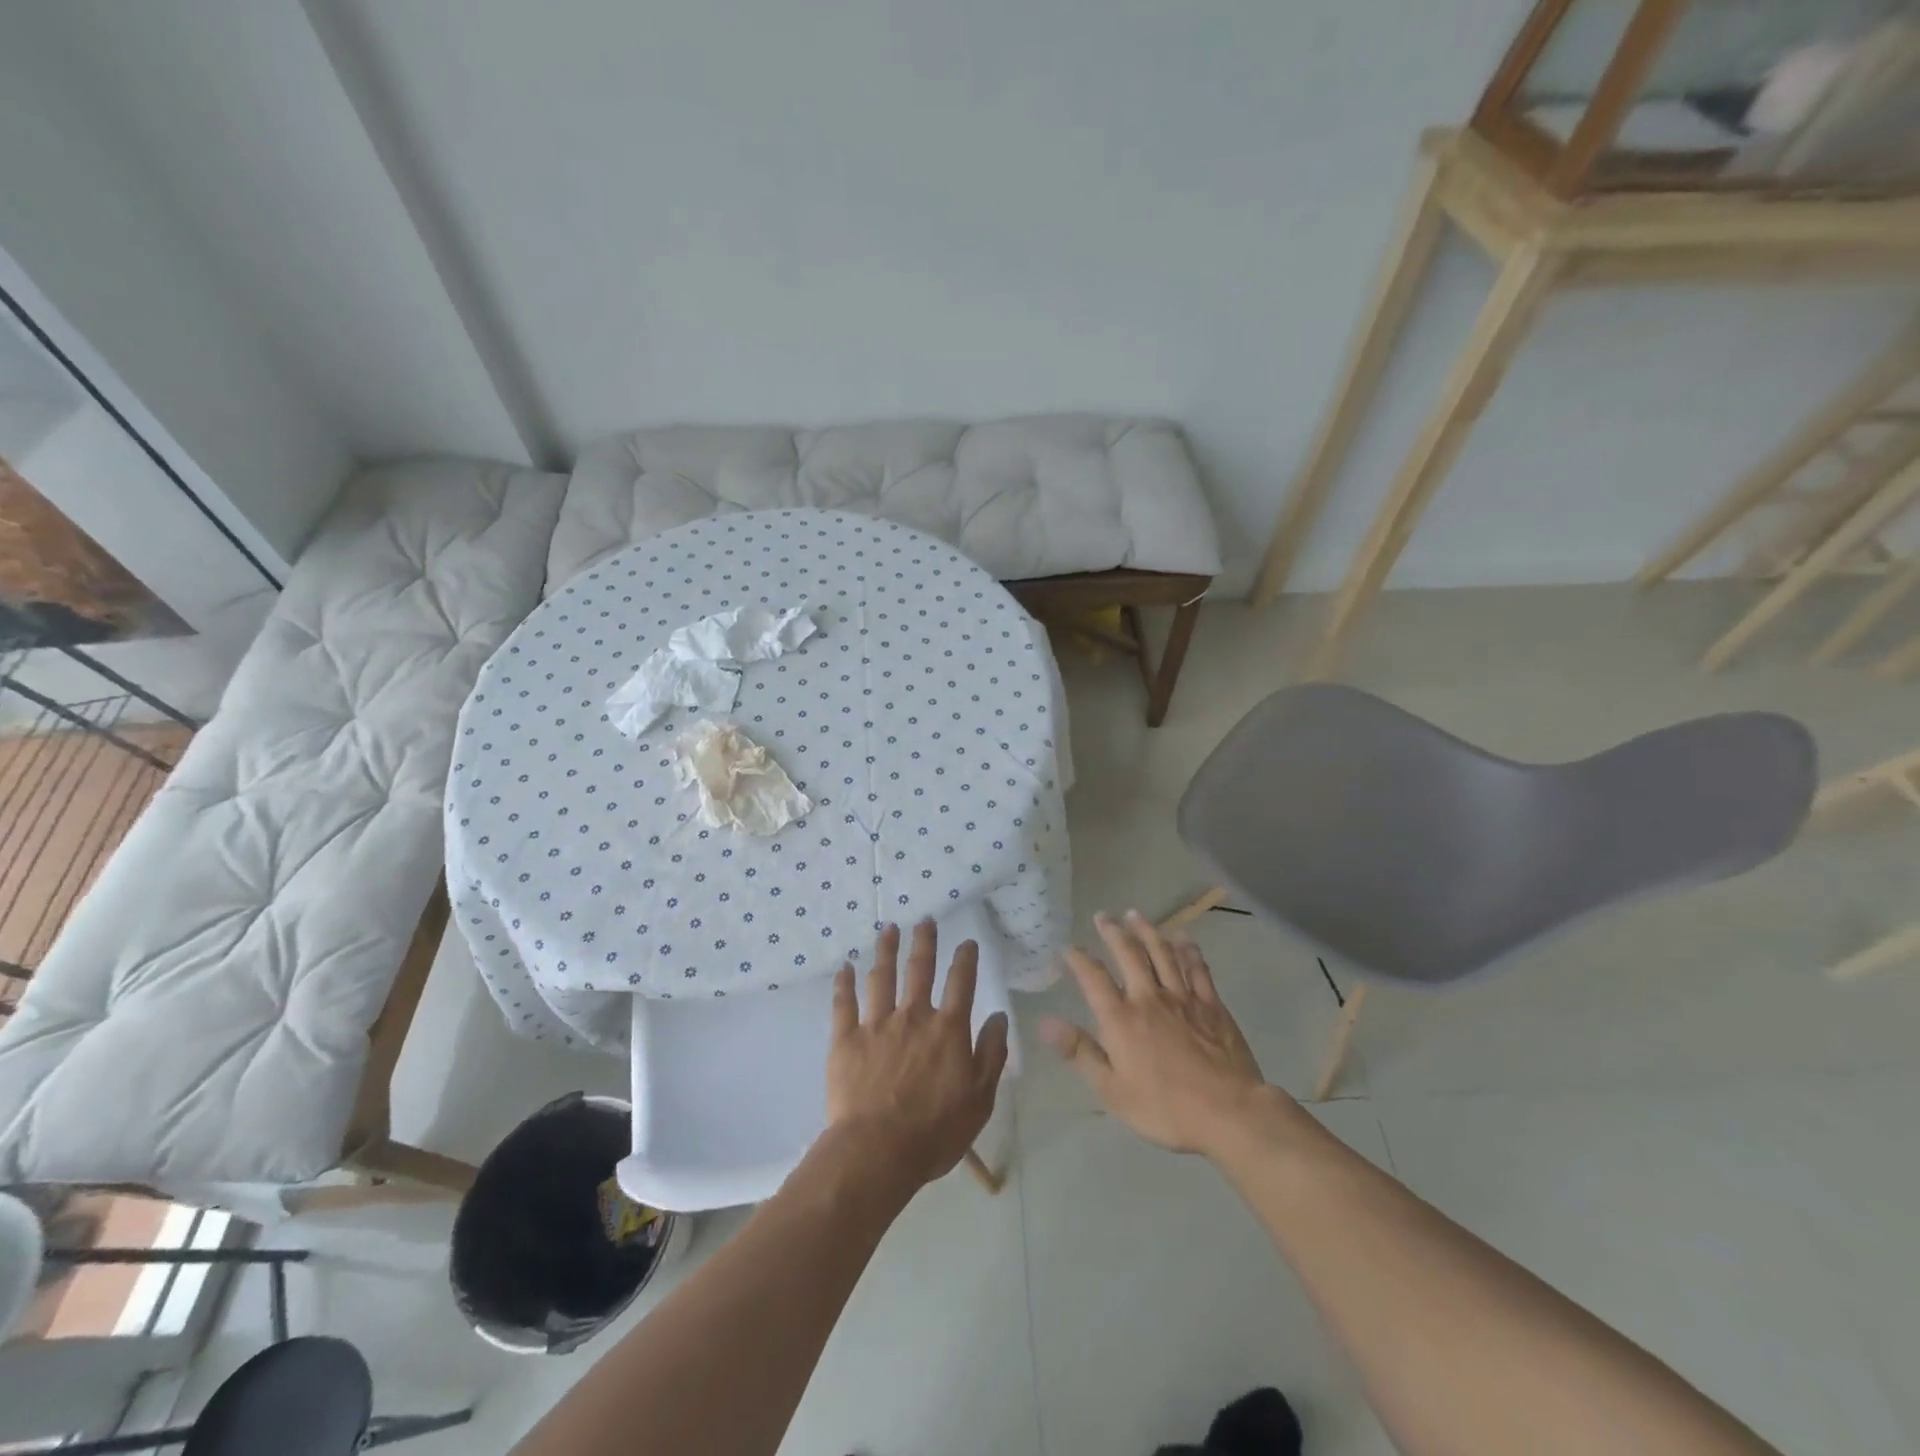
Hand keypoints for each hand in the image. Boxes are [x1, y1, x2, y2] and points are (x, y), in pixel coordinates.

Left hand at [827, 921, 1008, 1189]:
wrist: (877, 1150)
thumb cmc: (935, 1131)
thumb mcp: (980, 1098)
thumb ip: (991, 1054)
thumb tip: (998, 1016)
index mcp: (948, 1030)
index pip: (961, 983)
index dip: (965, 959)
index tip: (966, 941)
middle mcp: (913, 1016)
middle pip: (920, 969)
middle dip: (924, 942)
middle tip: (925, 920)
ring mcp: (877, 1024)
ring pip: (882, 977)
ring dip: (886, 950)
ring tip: (889, 929)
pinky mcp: (846, 1039)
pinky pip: (844, 1003)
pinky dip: (844, 983)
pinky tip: (844, 967)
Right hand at [1042, 910, 1277, 1158]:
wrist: (1229, 1112)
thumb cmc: (1165, 1108)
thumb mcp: (1112, 1090)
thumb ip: (1080, 1052)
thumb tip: (1047, 1022)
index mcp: (1121, 1019)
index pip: (1093, 978)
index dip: (1078, 959)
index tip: (1068, 948)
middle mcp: (1149, 998)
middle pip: (1129, 954)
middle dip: (1113, 932)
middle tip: (1103, 916)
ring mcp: (1183, 998)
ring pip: (1162, 953)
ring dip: (1147, 931)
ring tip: (1135, 915)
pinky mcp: (1212, 1004)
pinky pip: (1197, 968)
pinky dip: (1188, 950)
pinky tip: (1183, 938)